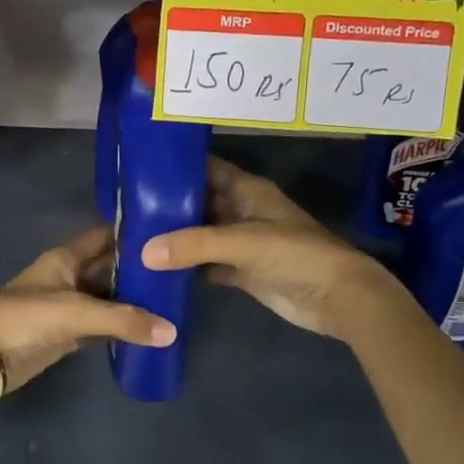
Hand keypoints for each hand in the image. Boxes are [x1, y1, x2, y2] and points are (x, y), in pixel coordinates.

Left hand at [0, 226, 174, 396]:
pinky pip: (102, 324)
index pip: (104, 236)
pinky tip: (148, 328)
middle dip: (138, 270)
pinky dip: (121, 325)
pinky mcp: (68, 332)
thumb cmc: (27, 318)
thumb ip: (124, 320)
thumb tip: (172, 331)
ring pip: (107, 296)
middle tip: (178, 272)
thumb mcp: (77, 313)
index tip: (166, 231)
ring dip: (132, 299)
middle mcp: (69, 275)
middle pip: (109, 267)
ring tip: (172, 299)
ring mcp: (68, 305)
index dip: (131, 232)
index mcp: (66, 257)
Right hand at [141, 157, 404, 339]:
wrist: (337, 297)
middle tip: (126, 209)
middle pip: (198, 202)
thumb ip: (194, 245)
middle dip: (167, 206)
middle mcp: (241, 211)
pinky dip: (186, 267)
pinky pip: (207, 264)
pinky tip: (156, 270)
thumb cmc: (295, 254)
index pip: (205, 169)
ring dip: (174, 238)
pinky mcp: (242, 271)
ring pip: (200, 235)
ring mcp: (242, 243)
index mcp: (247, 190)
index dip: (176, 167)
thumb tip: (144, 252)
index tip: (139, 168)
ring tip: (132, 238)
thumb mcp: (244, 242)